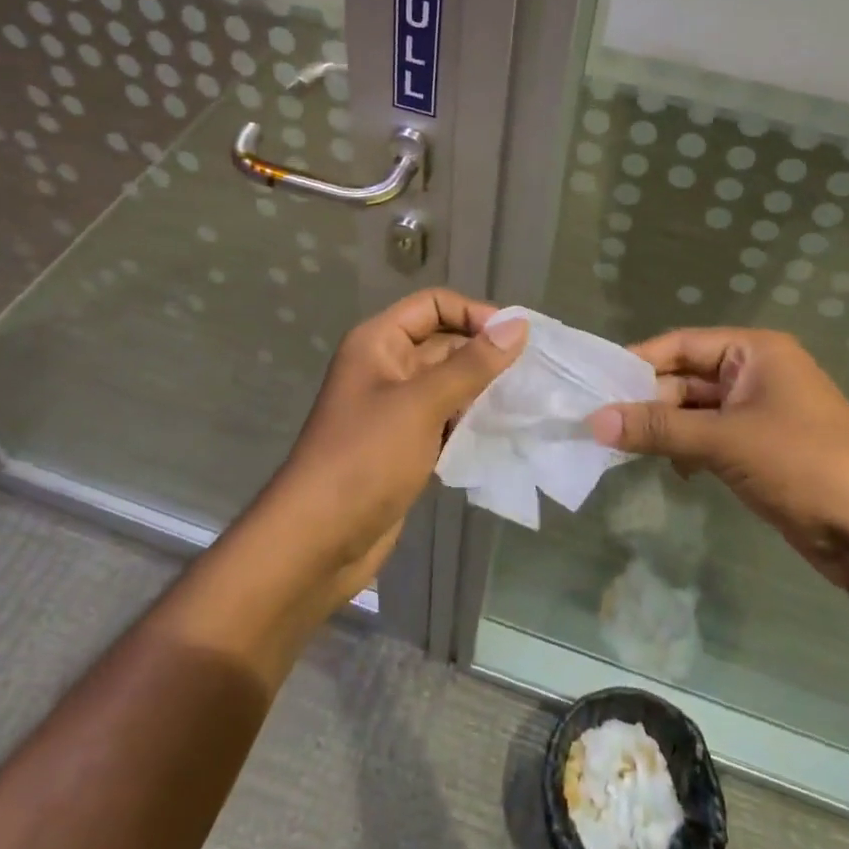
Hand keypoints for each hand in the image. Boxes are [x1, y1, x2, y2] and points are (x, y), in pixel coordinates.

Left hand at [258, 289, 526, 603]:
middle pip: (443, 343)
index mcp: (378, 343)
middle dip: (484, 354)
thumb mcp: (421, 404)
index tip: (514, 340)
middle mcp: (385, 367)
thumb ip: (472, 364)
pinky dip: (470, 421)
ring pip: (447, 384)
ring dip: (482, 389)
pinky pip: (444, 418)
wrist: (317, 542)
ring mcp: (394, 409)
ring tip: (525, 401)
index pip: (433, 306)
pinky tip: (502, 431)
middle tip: (532, 374)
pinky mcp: (404, 445)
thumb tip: (518, 324)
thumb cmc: (365, 459)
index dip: (473, 314)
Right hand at [587, 328, 848, 589]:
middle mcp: (756, 374)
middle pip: (686, 378)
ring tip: (621, 448)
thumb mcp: (724, 440)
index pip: (680, 344)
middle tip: (600, 424)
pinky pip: (710, 439)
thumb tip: (594, 422)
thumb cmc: (804, 463)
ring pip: (695, 412)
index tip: (594, 385)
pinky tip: (669, 469)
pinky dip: (686, 450)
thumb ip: (657, 429)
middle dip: (647, 402)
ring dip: (664, 429)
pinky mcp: (762, 451)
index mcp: (754, 352)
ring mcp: (760, 414)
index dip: (637, 363)